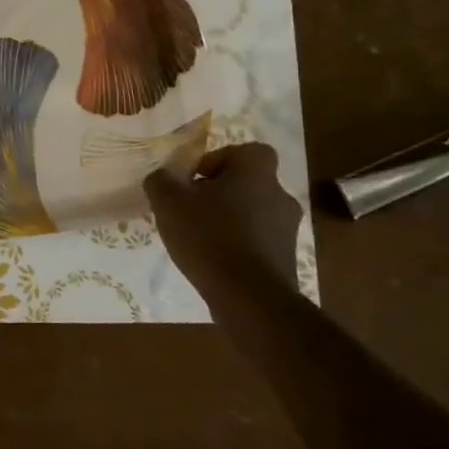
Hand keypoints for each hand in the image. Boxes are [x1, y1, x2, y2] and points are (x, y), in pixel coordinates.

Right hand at [144, 142, 301, 294]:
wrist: (248, 297)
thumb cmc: (209, 236)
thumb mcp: (168, 201)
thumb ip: (161, 180)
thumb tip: (163, 177)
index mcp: (256, 172)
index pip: (247, 150)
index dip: (219, 159)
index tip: (195, 179)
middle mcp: (280, 195)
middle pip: (247, 183)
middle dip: (220, 192)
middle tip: (191, 208)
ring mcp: (288, 229)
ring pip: (253, 212)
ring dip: (229, 219)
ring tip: (199, 237)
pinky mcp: (286, 258)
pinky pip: (257, 240)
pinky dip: (238, 244)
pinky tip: (214, 260)